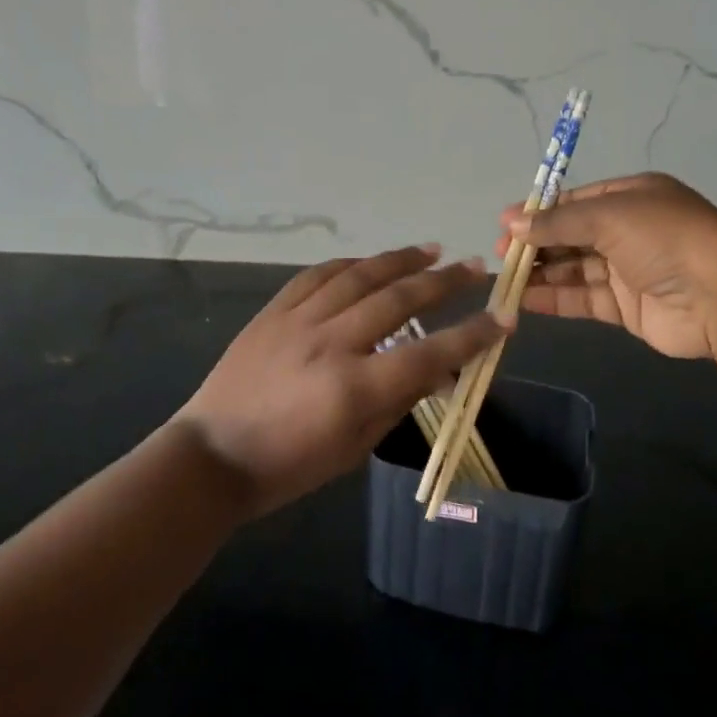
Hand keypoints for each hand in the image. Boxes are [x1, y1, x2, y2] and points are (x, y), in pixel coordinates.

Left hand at [172, 246, 508, 516]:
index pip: (429, 355)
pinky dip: (351, 264)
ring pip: (361, 276)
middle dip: (444, 281)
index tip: (503, 317)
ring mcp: (300, 320)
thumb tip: (437, 370)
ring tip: (432, 249)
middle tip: (474, 267)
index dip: (472, 335)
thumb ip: (397, 402)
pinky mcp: (275, 310)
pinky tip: (372, 261)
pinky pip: (318, 275)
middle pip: (399, 300)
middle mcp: (331, 343)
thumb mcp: (353, 448)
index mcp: (354, 389)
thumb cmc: (288, 466)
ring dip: (401, 260)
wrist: (212, 454)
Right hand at [496, 172, 716, 359]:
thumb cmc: (663, 237)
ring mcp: (629, 270)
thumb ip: (557, 222)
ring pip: (575, 269)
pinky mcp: (628, 308)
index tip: (505, 225)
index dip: (540, 212)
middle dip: (537, 244)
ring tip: (504, 280)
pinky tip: (524, 300)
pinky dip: (555, 298)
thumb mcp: (608, 215)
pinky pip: (584, 298)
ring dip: (541, 273)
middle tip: (501, 255)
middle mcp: (630, 231)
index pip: (576, 202)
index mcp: (631, 197)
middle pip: (572, 236)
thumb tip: (510, 224)